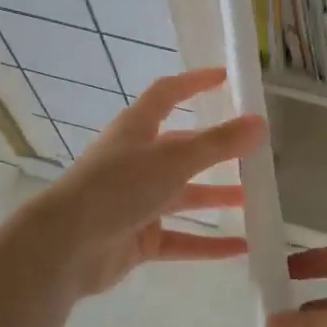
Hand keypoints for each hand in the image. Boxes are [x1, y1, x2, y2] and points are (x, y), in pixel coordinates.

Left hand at [29, 68, 265, 299]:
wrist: (65, 247)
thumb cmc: (118, 188)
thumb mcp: (174, 160)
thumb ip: (219, 143)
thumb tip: (261, 123)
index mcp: (137, 130)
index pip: (168, 94)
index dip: (194, 83)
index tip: (226, 78)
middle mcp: (136, 161)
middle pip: (181, 149)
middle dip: (216, 151)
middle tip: (254, 152)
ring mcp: (135, 202)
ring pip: (183, 195)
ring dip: (215, 197)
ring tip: (254, 199)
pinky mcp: (137, 239)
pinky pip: (180, 238)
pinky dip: (208, 243)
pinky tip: (241, 248)